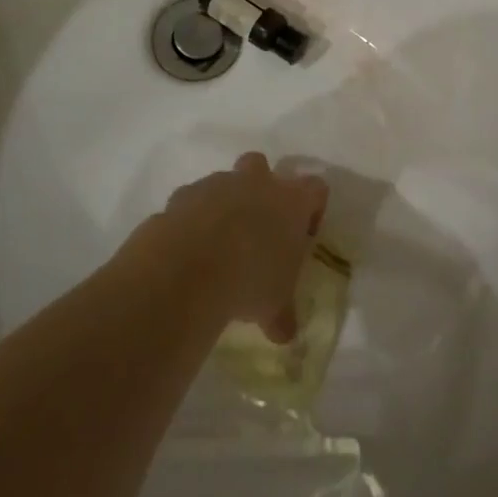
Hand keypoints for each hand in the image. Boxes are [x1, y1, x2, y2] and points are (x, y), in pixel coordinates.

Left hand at [156, 154, 326, 342]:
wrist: (189, 266)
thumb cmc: (250, 279)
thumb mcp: (276, 305)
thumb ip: (282, 313)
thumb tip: (284, 331)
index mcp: (289, 201)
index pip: (315, 188)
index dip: (313, 208)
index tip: (305, 235)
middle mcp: (254, 182)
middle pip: (261, 166)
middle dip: (260, 188)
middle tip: (258, 226)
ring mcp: (215, 184)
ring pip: (222, 183)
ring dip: (223, 206)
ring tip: (218, 247)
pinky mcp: (182, 195)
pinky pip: (191, 202)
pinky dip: (192, 219)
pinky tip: (189, 250)